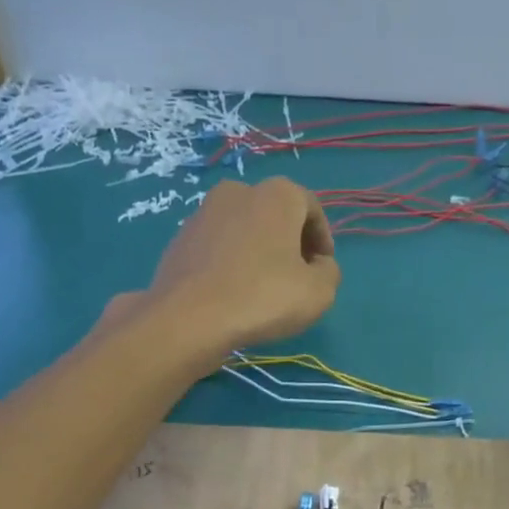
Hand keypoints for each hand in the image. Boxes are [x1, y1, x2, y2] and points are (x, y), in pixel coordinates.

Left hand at [143, 177, 340, 358]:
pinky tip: (233, 292)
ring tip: (264, 287)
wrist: (189, 318)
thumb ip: (329, 272)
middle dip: (290, 242)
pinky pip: (218, 245)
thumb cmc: (264, 297)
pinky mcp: (180, 238)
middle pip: (275, 214)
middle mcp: (239, 191)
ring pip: (244, 229)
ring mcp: (203, 212)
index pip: (311, 208)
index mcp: (277, 195)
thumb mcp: (319, 292)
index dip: (323, 239)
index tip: (324, 267)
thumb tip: (318, 265)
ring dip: (259, 251)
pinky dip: (231, 261)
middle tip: (297, 276)